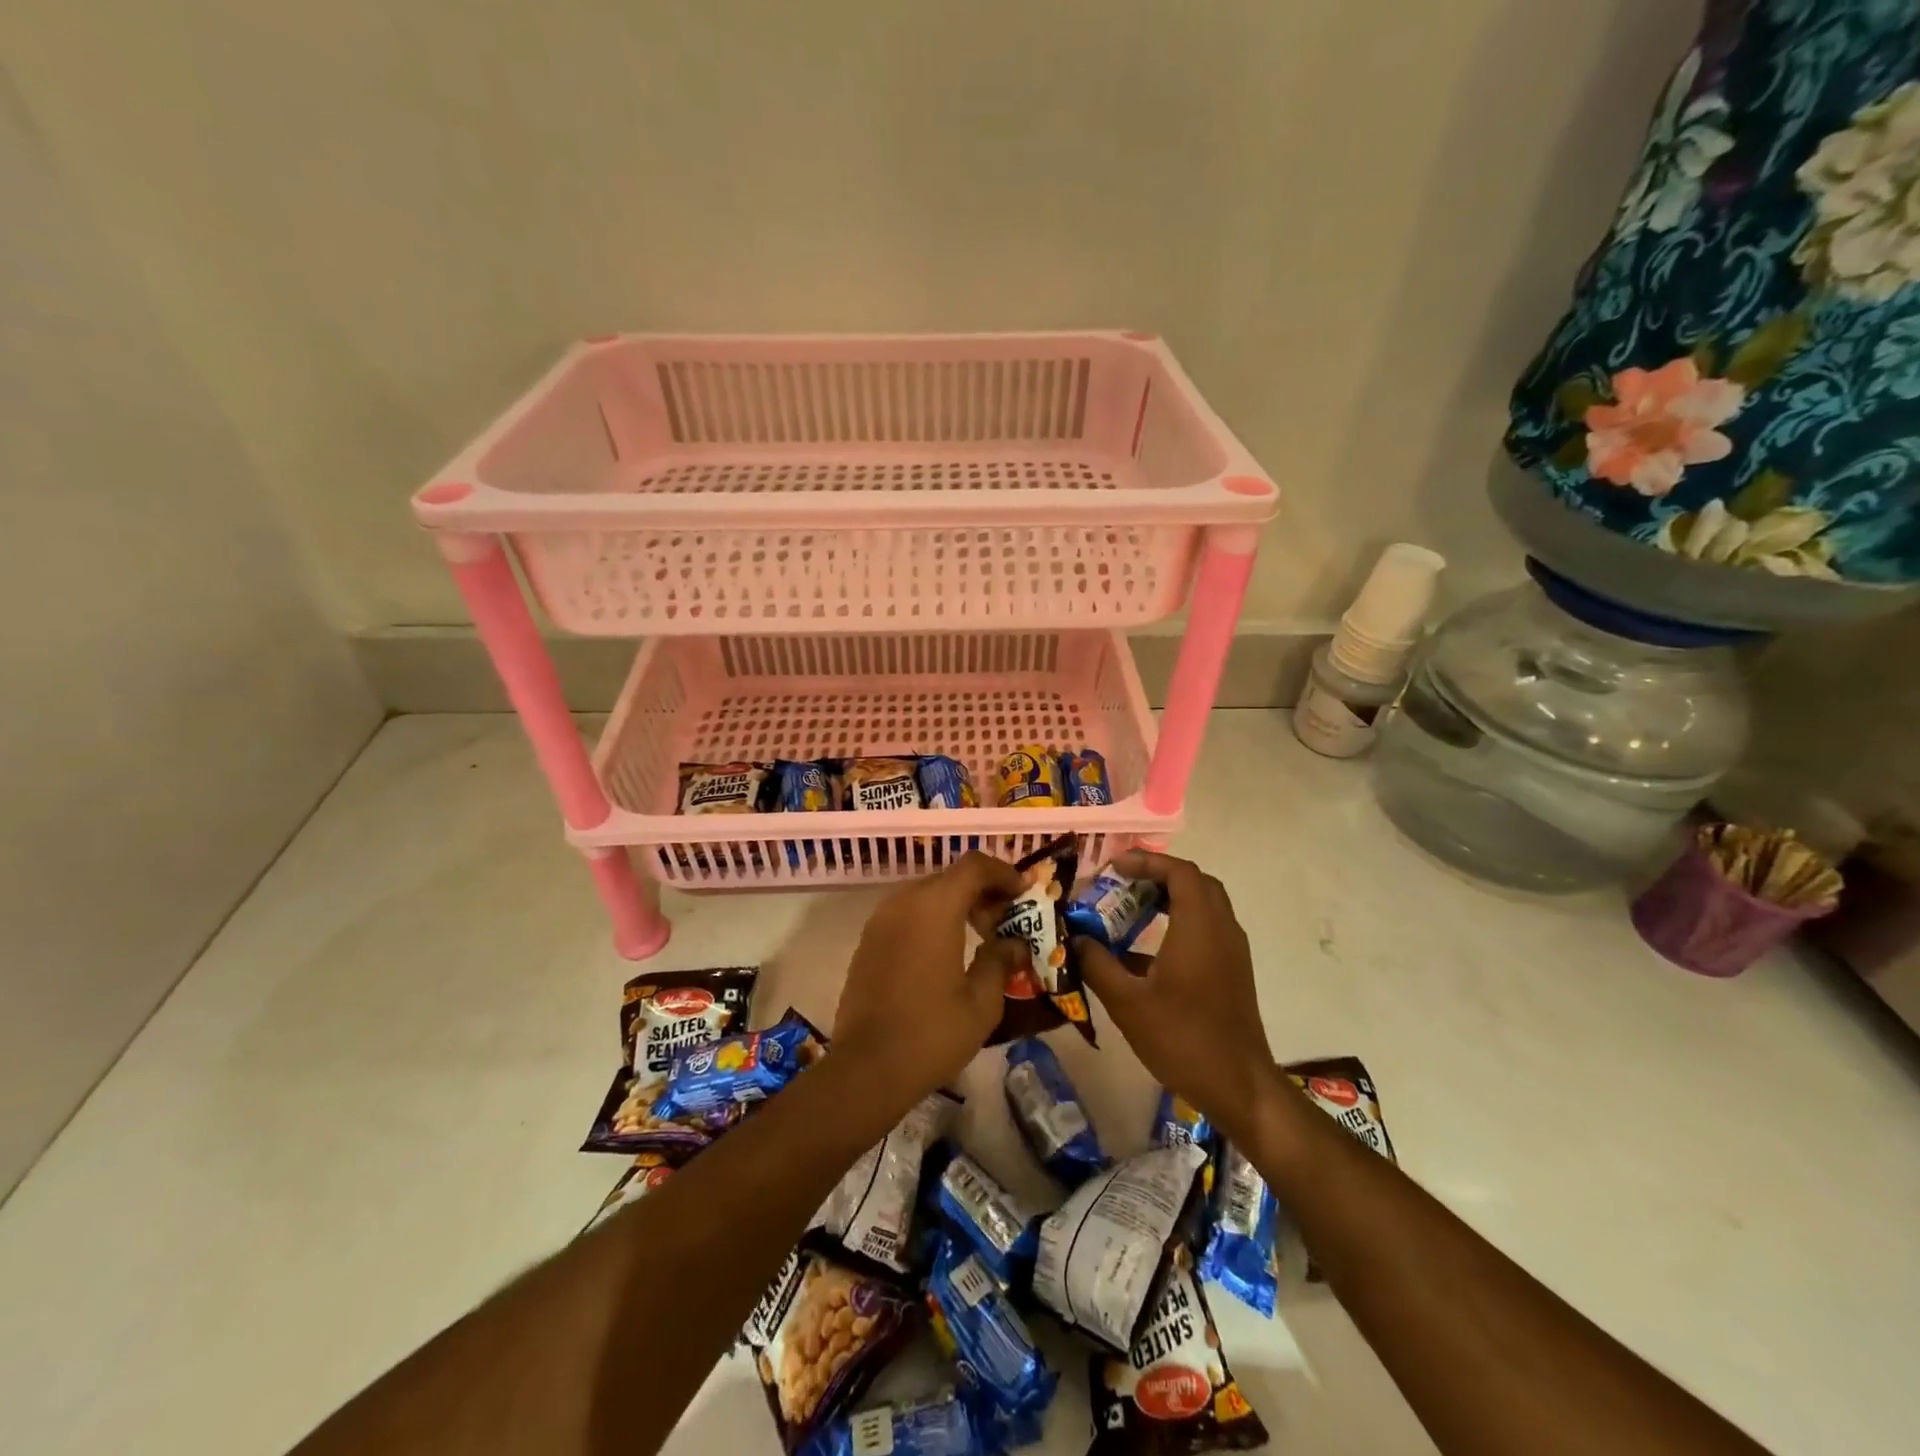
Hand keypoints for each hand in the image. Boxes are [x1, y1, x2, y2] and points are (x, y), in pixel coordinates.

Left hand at [833, 851, 1027, 1107]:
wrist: (867, 1067)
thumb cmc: (931, 1033)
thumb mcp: (982, 1002)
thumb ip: (1000, 961)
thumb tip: (1014, 943)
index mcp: (936, 906)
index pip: (975, 866)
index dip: (1004, 872)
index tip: (1025, 891)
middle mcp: (905, 900)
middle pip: (951, 877)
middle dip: (982, 890)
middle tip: (1006, 919)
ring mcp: (881, 919)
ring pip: (927, 893)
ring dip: (956, 903)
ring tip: (979, 934)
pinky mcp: (869, 939)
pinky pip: (907, 912)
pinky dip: (932, 918)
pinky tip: (946, 950)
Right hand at [1075, 851, 1273, 1141]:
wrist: (1240, 1087)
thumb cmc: (1183, 1039)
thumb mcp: (1128, 1002)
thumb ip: (1097, 964)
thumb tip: (1074, 939)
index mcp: (1199, 927)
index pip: (1179, 871)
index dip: (1146, 861)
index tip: (1113, 867)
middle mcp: (1222, 929)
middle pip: (1194, 882)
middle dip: (1157, 875)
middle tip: (1122, 883)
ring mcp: (1231, 951)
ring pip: (1203, 905)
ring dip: (1169, 899)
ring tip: (1130, 910)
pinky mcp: (1232, 972)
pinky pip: (1206, 929)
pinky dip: (1178, 923)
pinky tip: (1145, 952)